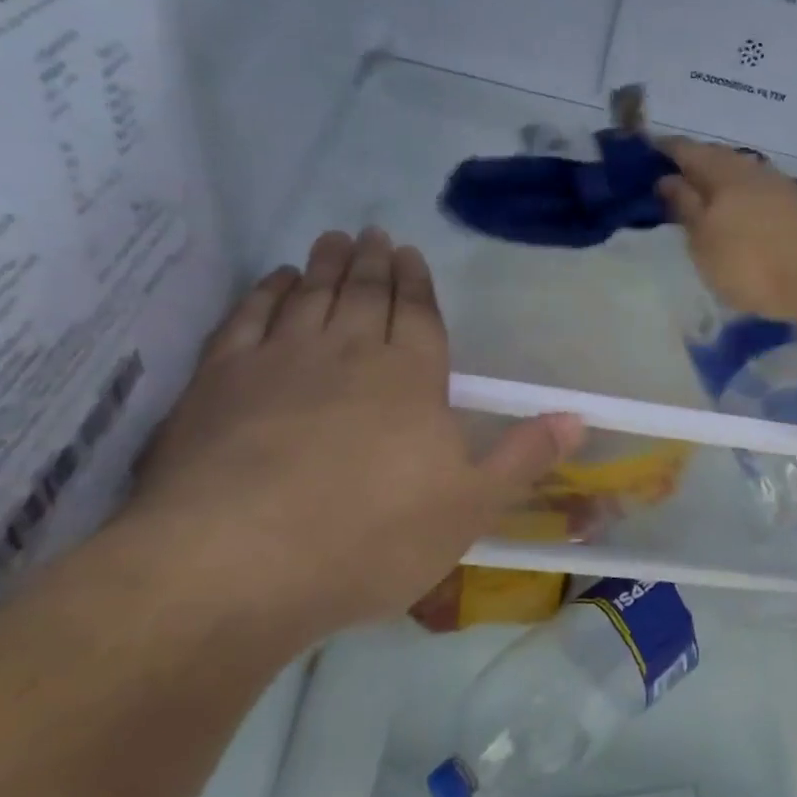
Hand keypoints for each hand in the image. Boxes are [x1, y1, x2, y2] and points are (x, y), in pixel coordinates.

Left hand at [119, 229, 582, 646]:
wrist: (238, 562)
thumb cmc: (372, 537)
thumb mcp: (471, 507)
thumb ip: (524, 457)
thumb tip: (578, 417)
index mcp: (411, 377)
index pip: (417, 314)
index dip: (416, 283)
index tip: (410, 253)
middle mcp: (347, 352)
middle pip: (363, 294)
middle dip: (371, 263)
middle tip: (372, 234)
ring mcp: (278, 361)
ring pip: (308, 296)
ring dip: (322, 266)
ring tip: (330, 241)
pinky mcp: (218, 381)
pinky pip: (247, 318)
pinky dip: (263, 293)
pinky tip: (271, 282)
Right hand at [657, 138, 796, 331]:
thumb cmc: (753, 261)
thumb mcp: (704, 240)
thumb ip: (684, 207)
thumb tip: (668, 179)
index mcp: (722, 170)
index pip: (684, 149)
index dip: (661, 150)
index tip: (641, 156)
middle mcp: (752, 170)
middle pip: (715, 161)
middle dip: (691, 169)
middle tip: (668, 186)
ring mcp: (780, 189)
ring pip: (739, 180)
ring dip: (718, 189)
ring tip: (700, 209)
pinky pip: (757, 199)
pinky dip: (740, 206)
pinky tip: (736, 224)